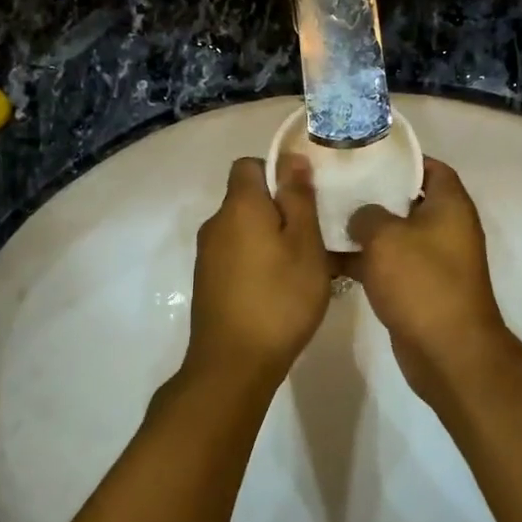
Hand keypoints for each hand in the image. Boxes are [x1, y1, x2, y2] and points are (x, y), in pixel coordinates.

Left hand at [185, 156, 332, 389]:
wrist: (233, 364)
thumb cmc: (279, 298)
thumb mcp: (304, 244)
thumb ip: (298, 198)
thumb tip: (291, 158)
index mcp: (238, 206)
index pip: (249, 165)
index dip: (277, 172)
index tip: (305, 197)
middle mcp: (216, 224)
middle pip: (247, 199)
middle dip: (279, 209)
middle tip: (314, 236)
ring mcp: (208, 256)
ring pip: (244, 230)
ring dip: (270, 238)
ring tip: (302, 266)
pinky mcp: (208, 283)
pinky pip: (236, 255)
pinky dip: (257, 261)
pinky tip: (279, 289)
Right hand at [345, 159, 513, 402]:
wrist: (447, 351)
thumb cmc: (421, 282)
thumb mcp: (386, 237)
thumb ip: (367, 215)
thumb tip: (360, 216)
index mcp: (450, 205)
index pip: (429, 166)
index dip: (400, 158)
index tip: (366, 154)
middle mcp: (446, 228)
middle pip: (407, 199)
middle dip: (373, 193)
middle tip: (337, 183)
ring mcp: (434, 260)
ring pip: (395, 234)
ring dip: (365, 230)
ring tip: (324, 217)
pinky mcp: (420, 288)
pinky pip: (390, 264)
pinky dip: (366, 261)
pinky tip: (330, 258)